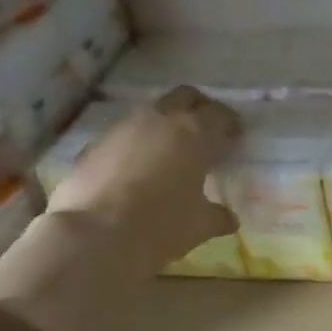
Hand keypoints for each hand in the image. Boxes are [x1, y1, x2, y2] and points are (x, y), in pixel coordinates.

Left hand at [49, 86, 240, 272]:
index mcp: (193, 135)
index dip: (230, 123)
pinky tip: (140, 170)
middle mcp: (159, 120)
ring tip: (172, 151)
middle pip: (184, 96)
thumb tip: (229, 218)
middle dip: (199, 107)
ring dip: (165, 124)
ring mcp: (123, 128)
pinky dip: (138, 144)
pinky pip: (125, 135)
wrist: (97, 234)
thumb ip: (218, 216)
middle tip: (207, 129)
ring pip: (151, 112)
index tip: (236, 135)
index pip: (219, 115)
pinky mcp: (96, 144)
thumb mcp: (200, 225)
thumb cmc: (162, 225)